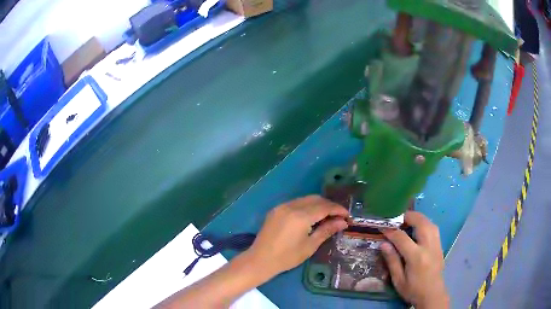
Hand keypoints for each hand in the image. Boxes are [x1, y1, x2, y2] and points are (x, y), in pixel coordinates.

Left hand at [247, 195, 348, 276]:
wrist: (260, 260)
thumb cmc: (287, 257)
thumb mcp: (310, 245)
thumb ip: (326, 230)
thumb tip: (343, 222)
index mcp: (300, 216)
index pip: (324, 207)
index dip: (338, 209)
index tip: (347, 215)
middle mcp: (291, 206)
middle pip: (315, 199)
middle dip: (329, 205)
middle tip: (338, 216)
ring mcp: (282, 206)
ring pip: (305, 199)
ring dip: (318, 204)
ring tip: (327, 216)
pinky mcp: (276, 210)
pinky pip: (295, 203)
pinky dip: (306, 206)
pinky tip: (311, 216)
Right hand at [381, 211, 448, 308]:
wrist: (432, 295)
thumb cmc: (413, 290)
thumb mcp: (398, 280)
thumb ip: (392, 261)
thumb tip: (384, 244)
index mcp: (416, 257)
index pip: (402, 238)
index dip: (391, 231)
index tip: (383, 227)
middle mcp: (428, 247)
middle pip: (421, 223)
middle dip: (408, 217)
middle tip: (397, 219)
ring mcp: (437, 245)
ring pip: (430, 223)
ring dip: (418, 218)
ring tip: (407, 220)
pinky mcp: (440, 246)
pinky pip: (434, 228)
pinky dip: (425, 223)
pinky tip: (419, 227)